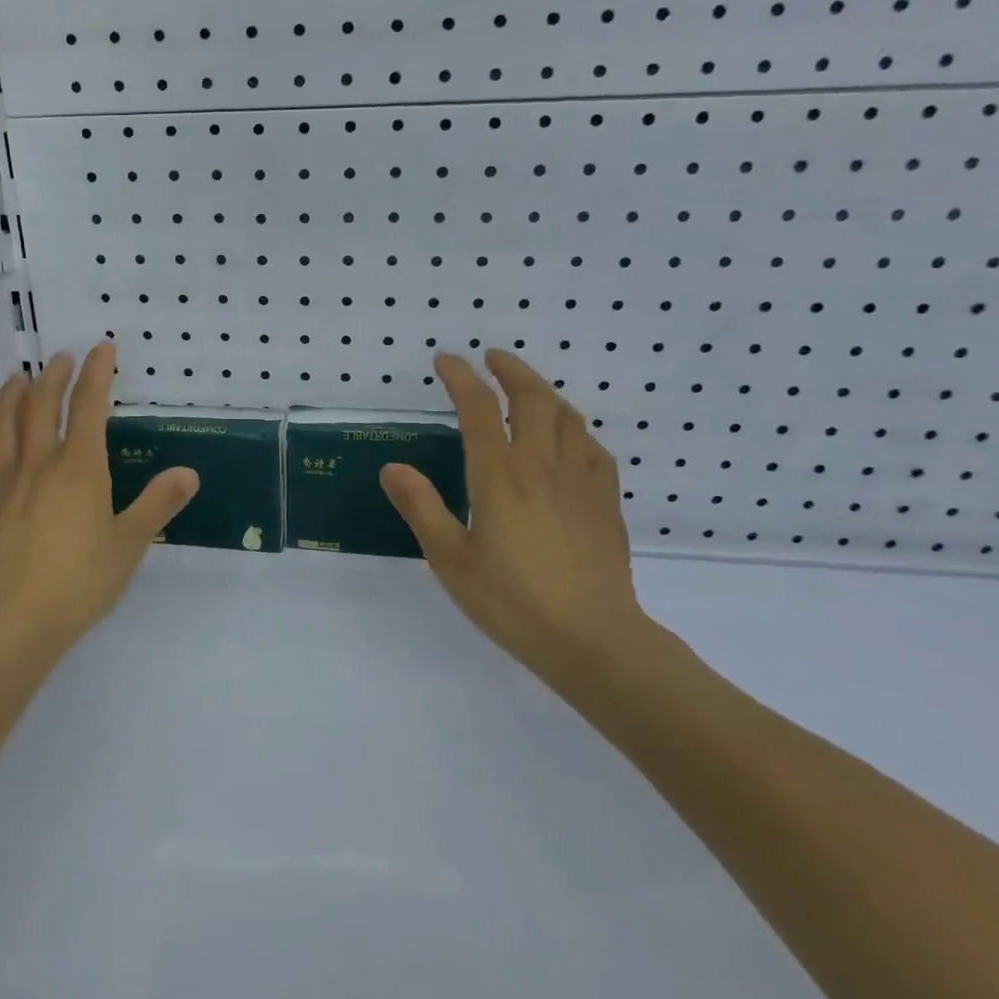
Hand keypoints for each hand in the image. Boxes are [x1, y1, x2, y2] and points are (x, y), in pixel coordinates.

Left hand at [0, 342, 198, 651]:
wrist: (10, 622)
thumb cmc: (78, 582)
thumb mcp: (129, 545)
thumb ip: (158, 504)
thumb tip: (189, 473)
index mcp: (78, 468)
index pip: (89, 405)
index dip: (97, 372)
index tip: (102, 348)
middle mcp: (36, 462)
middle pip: (40, 404)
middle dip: (52, 375)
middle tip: (59, 359)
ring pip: (0, 423)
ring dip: (10, 395)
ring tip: (17, 380)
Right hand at [380, 349, 650, 693]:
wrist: (593, 640)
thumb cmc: (512, 601)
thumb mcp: (450, 559)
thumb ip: (420, 508)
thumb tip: (392, 467)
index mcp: (500, 475)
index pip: (479, 407)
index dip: (461, 377)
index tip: (446, 360)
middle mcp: (542, 464)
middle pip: (532, 397)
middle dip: (510, 370)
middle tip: (492, 359)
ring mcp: (581, 480)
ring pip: (567, 416)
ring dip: (543, 392)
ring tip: (526, 390)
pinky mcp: (606, 501)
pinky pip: (593, 447)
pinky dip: (574, 428)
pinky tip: (569, 438)